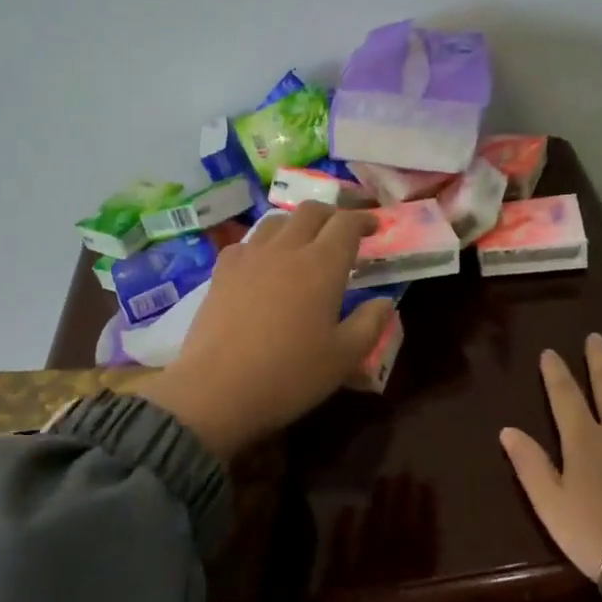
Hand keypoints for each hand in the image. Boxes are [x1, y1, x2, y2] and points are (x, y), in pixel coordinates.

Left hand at [135, 203, 395, 460]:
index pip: (347, 224)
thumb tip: (384, 302)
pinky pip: (247, 243)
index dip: (364, 220)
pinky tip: (263, 264)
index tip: (375, 227)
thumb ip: (370, 323)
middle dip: (332, 214)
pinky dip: (263, 244)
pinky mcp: (221, 272)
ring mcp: (249, 257)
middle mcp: (286, 249)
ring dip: (297, 224)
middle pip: (311, 212)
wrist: (216, 389)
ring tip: (304, 242)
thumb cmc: (289, 374)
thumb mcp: (344, 357)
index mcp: (322, 265)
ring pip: (277, 222)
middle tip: (343, 231)